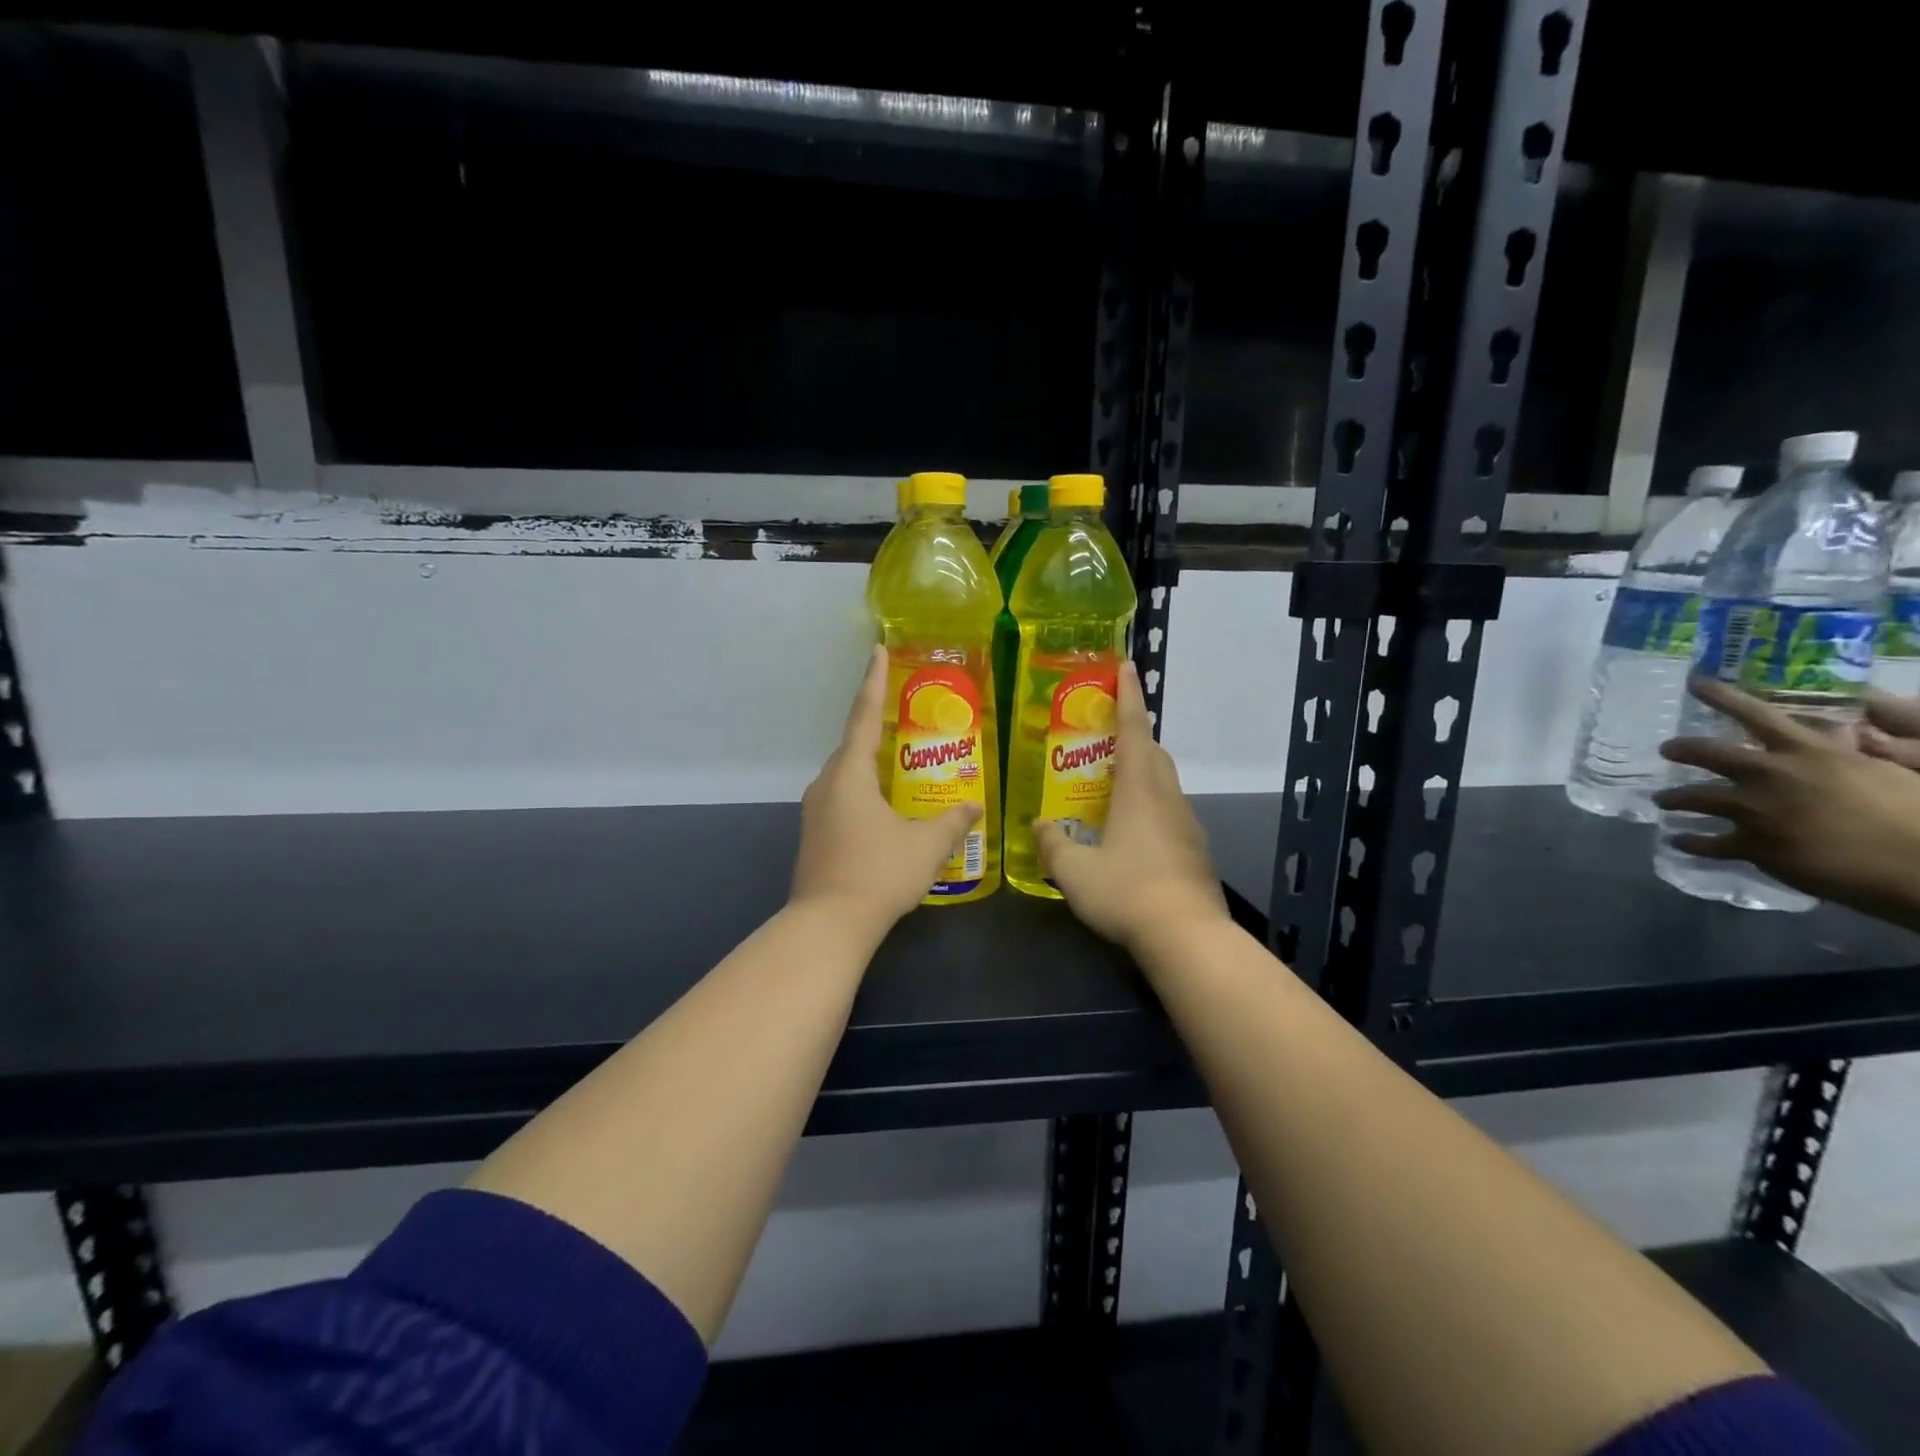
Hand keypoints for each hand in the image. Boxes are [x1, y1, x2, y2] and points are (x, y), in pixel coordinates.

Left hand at [790, 645, 982, 931]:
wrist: (828, 925)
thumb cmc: (878, 874)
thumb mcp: (926, 846)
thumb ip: (952, 822)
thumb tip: (975, 807)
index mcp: (850, 773)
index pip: (864, 715)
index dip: (873, 681)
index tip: (876, 649)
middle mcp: (826, 784)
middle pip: (854, 746)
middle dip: (878, 728)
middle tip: (906, 716)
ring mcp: (815, 811)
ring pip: (847, 775)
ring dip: (872, 765)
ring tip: (902, 763)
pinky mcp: (814, 835)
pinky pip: (843, 798)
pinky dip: (865, 791)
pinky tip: (886, 808)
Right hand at [1036, 663, 1228, 954]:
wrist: (1187, 935)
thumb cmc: (1127, 891)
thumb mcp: (1074, 870)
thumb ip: (1053, 843)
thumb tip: (1041, 825)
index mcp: (1139, 789)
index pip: (1134, 729)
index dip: (1129, 695)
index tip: (1127, 666)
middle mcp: (1167, 797)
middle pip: (1153, 752)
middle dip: (1133, 735)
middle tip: (1104, 737)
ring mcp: (1186, 823)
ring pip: (1164, 782)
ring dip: (1142, 772)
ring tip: (1112, 785)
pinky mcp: (1195, 849)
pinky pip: (1169, 811)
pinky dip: (1150, 805)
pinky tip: (1130, 833)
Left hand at [1654, 678, 1919, 927]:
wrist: (1918, 865)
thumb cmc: (1915, 815)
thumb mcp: (1883, 772)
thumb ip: (1846, 754)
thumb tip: (1835, 733)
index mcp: (1808, 753)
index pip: (1758, 714)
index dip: (1723, 696)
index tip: (1694, 683)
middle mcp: (1771, 776)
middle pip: (1707, 753)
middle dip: (1680, 749)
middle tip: (1665, 750)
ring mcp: (1755, 811)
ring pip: (1694, 798)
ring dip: (1672, 798)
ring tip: (1662, 800)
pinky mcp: (1752, 846)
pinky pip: (1707, 843)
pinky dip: (1689, 843)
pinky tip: (1678, 842)